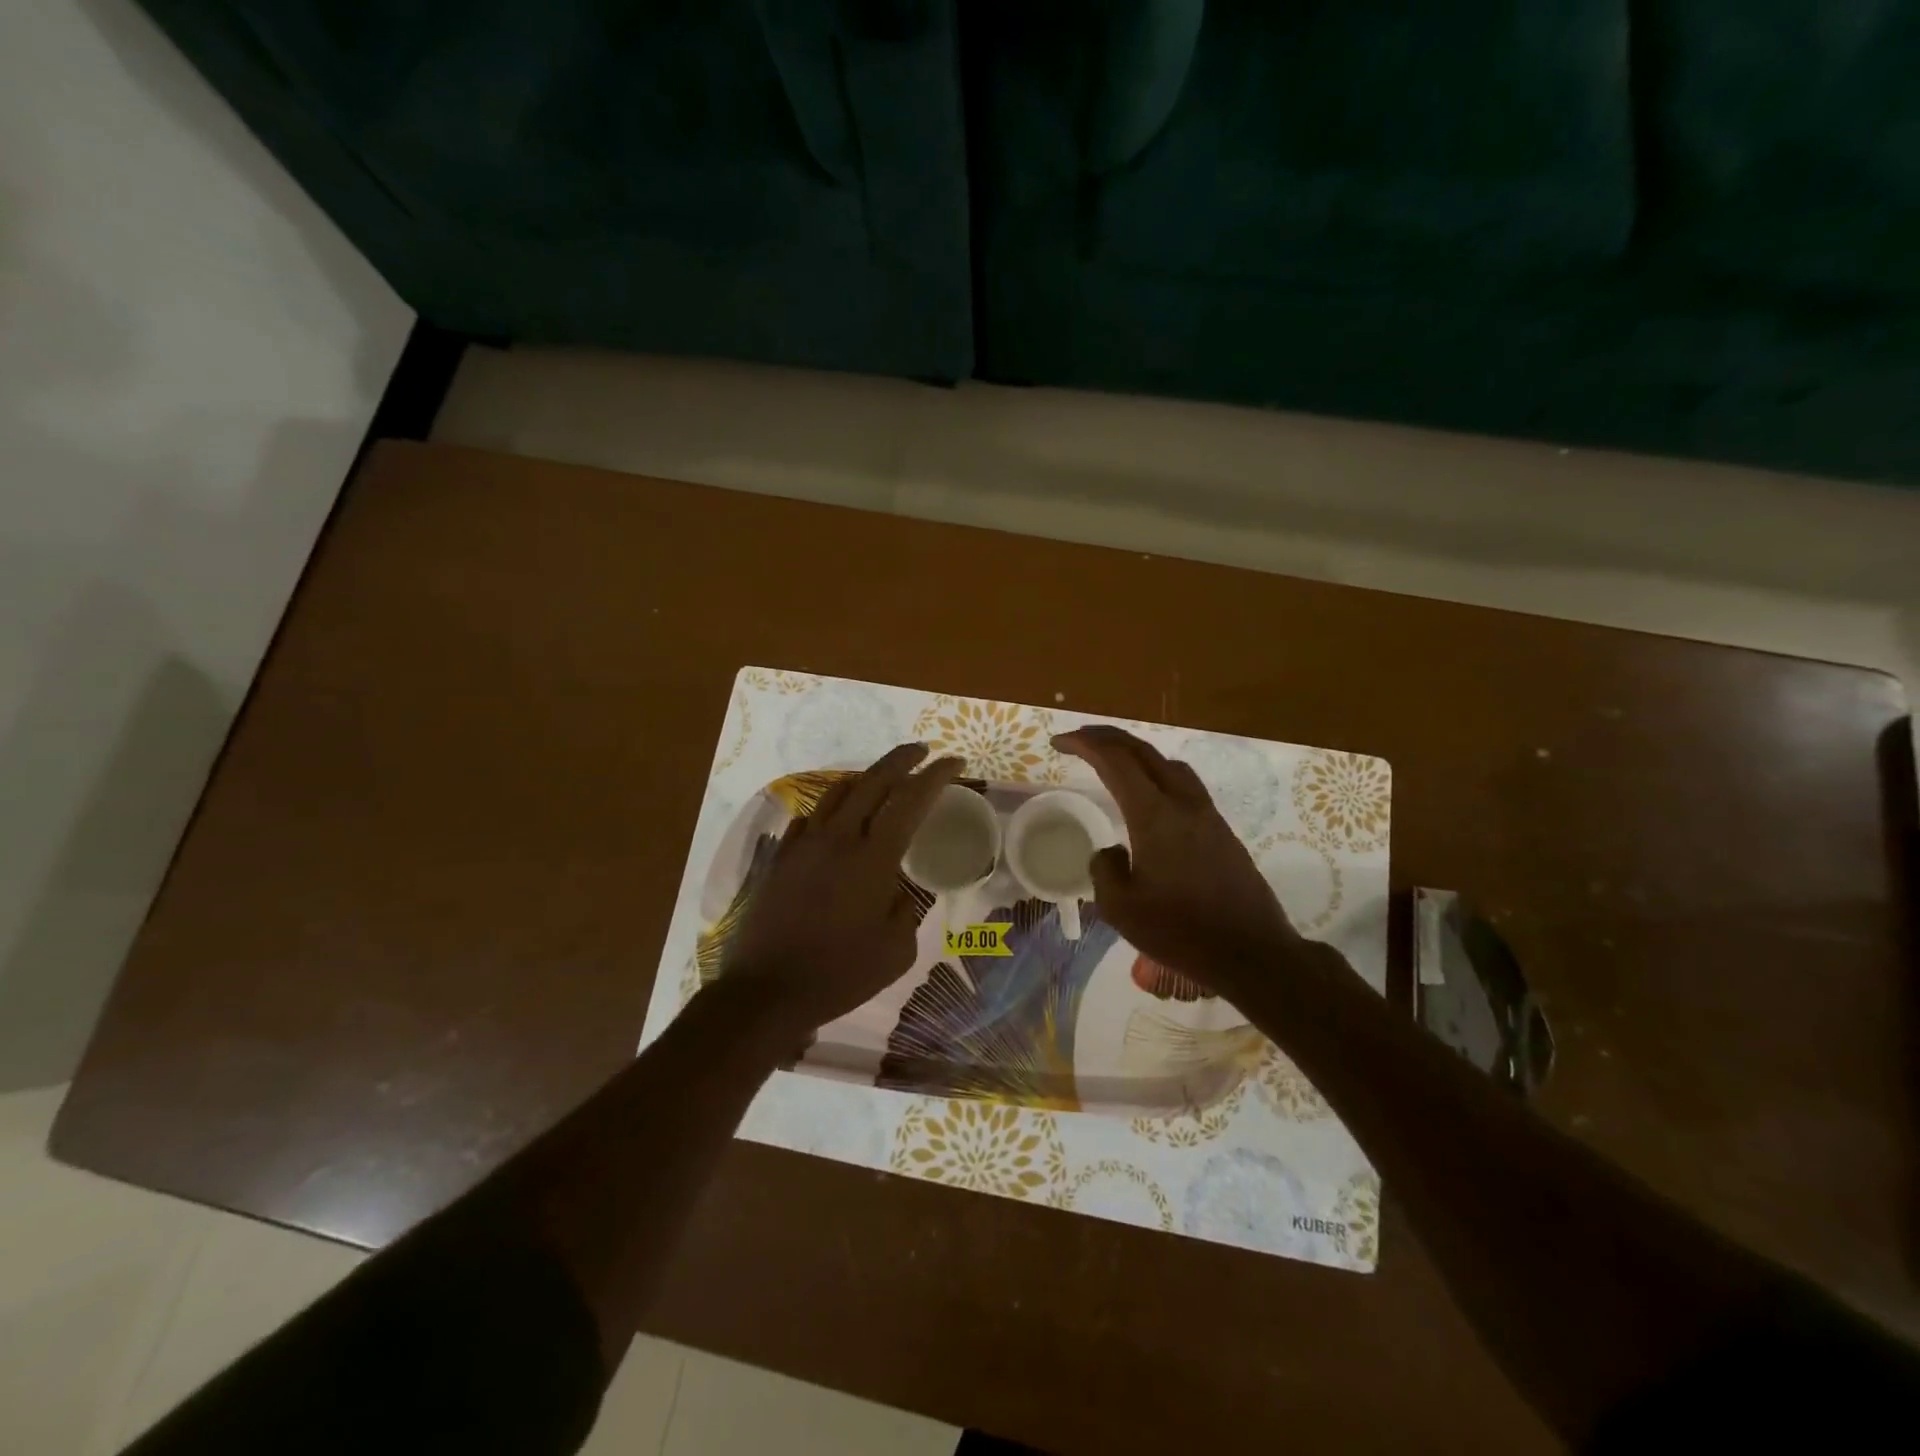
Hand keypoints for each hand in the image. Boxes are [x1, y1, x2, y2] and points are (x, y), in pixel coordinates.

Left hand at [720, 743, 962, 1036]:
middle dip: (901, 759)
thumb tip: (896, 890)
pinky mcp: (779, 858)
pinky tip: (837, 824)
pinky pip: (810, 817)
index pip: (910, 799)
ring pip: (837, 791)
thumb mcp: (896, 951)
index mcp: (872, 858)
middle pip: (872, 780)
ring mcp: (803, 844)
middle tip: (922, 752)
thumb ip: (905, 910)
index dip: (935, 775)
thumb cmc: (839, 974)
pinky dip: (832, 809)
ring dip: (865, 779)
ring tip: (882, 782)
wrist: (766, 991)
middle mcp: (837, 838)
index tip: (954, 762)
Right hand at [1053, 726, 1299, 997]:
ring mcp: (1207, 815)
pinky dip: (1157, 775)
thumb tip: (1111, 851)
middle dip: (1108, 738)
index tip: (1059, 743)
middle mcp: (1183, 804)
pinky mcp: (1221, 831)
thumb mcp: (1120, 909)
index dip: (1085, 745)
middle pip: (1144, 752)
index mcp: (1155, 816)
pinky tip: (1148, 798)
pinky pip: (1184, 785)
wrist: (1251, 953)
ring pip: (1169, 765)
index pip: (1116, 761)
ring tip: (1114, 762)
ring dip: (1137, 754)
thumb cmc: (1181, 932)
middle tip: (1080, 739)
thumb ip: (1103, 870)